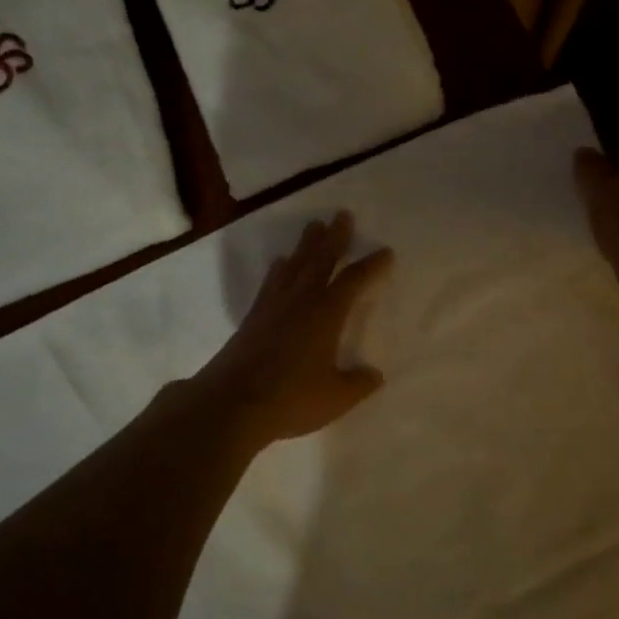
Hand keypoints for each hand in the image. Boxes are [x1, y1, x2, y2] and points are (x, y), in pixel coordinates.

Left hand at [195, 211, 394, 447]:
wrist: (232, 403)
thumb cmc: (290, 398)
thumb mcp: (336, 398)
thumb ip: (358, 384)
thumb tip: (374, 375)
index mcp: (326, 315)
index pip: (354, 281)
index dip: (371, 265)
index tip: (386, 252)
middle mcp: (301, 301)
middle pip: (320, 260)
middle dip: (334, 237)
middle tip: (343, 215)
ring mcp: (273, 306)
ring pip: (294, 265)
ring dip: (306, 245)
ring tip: (314, 227)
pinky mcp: (253, 317)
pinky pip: (272, 282)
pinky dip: (280, 268)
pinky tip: (281, 263)